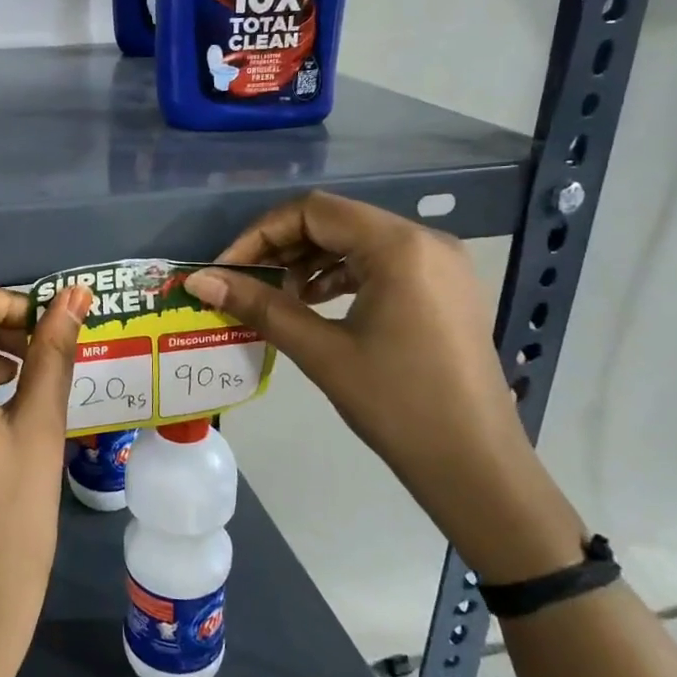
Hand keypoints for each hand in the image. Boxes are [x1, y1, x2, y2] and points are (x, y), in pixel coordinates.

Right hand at [186, 192, 583, 581]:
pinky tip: (316, 304)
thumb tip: (199, 281)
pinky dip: (341, 274)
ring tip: (278, 297)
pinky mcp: (445, 288)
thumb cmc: (397, 405)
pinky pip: (382, 262)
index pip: (312, 211)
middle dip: (282, 247)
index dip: (260, 234)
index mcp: (399, 246)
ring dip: (310, 261)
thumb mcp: (321, 351)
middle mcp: (425, 240)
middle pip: (335, 220)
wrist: (476, 466)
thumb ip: (259, 306)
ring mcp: (441, 264)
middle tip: (246, 283)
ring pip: (357, 240)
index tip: (227, 270)